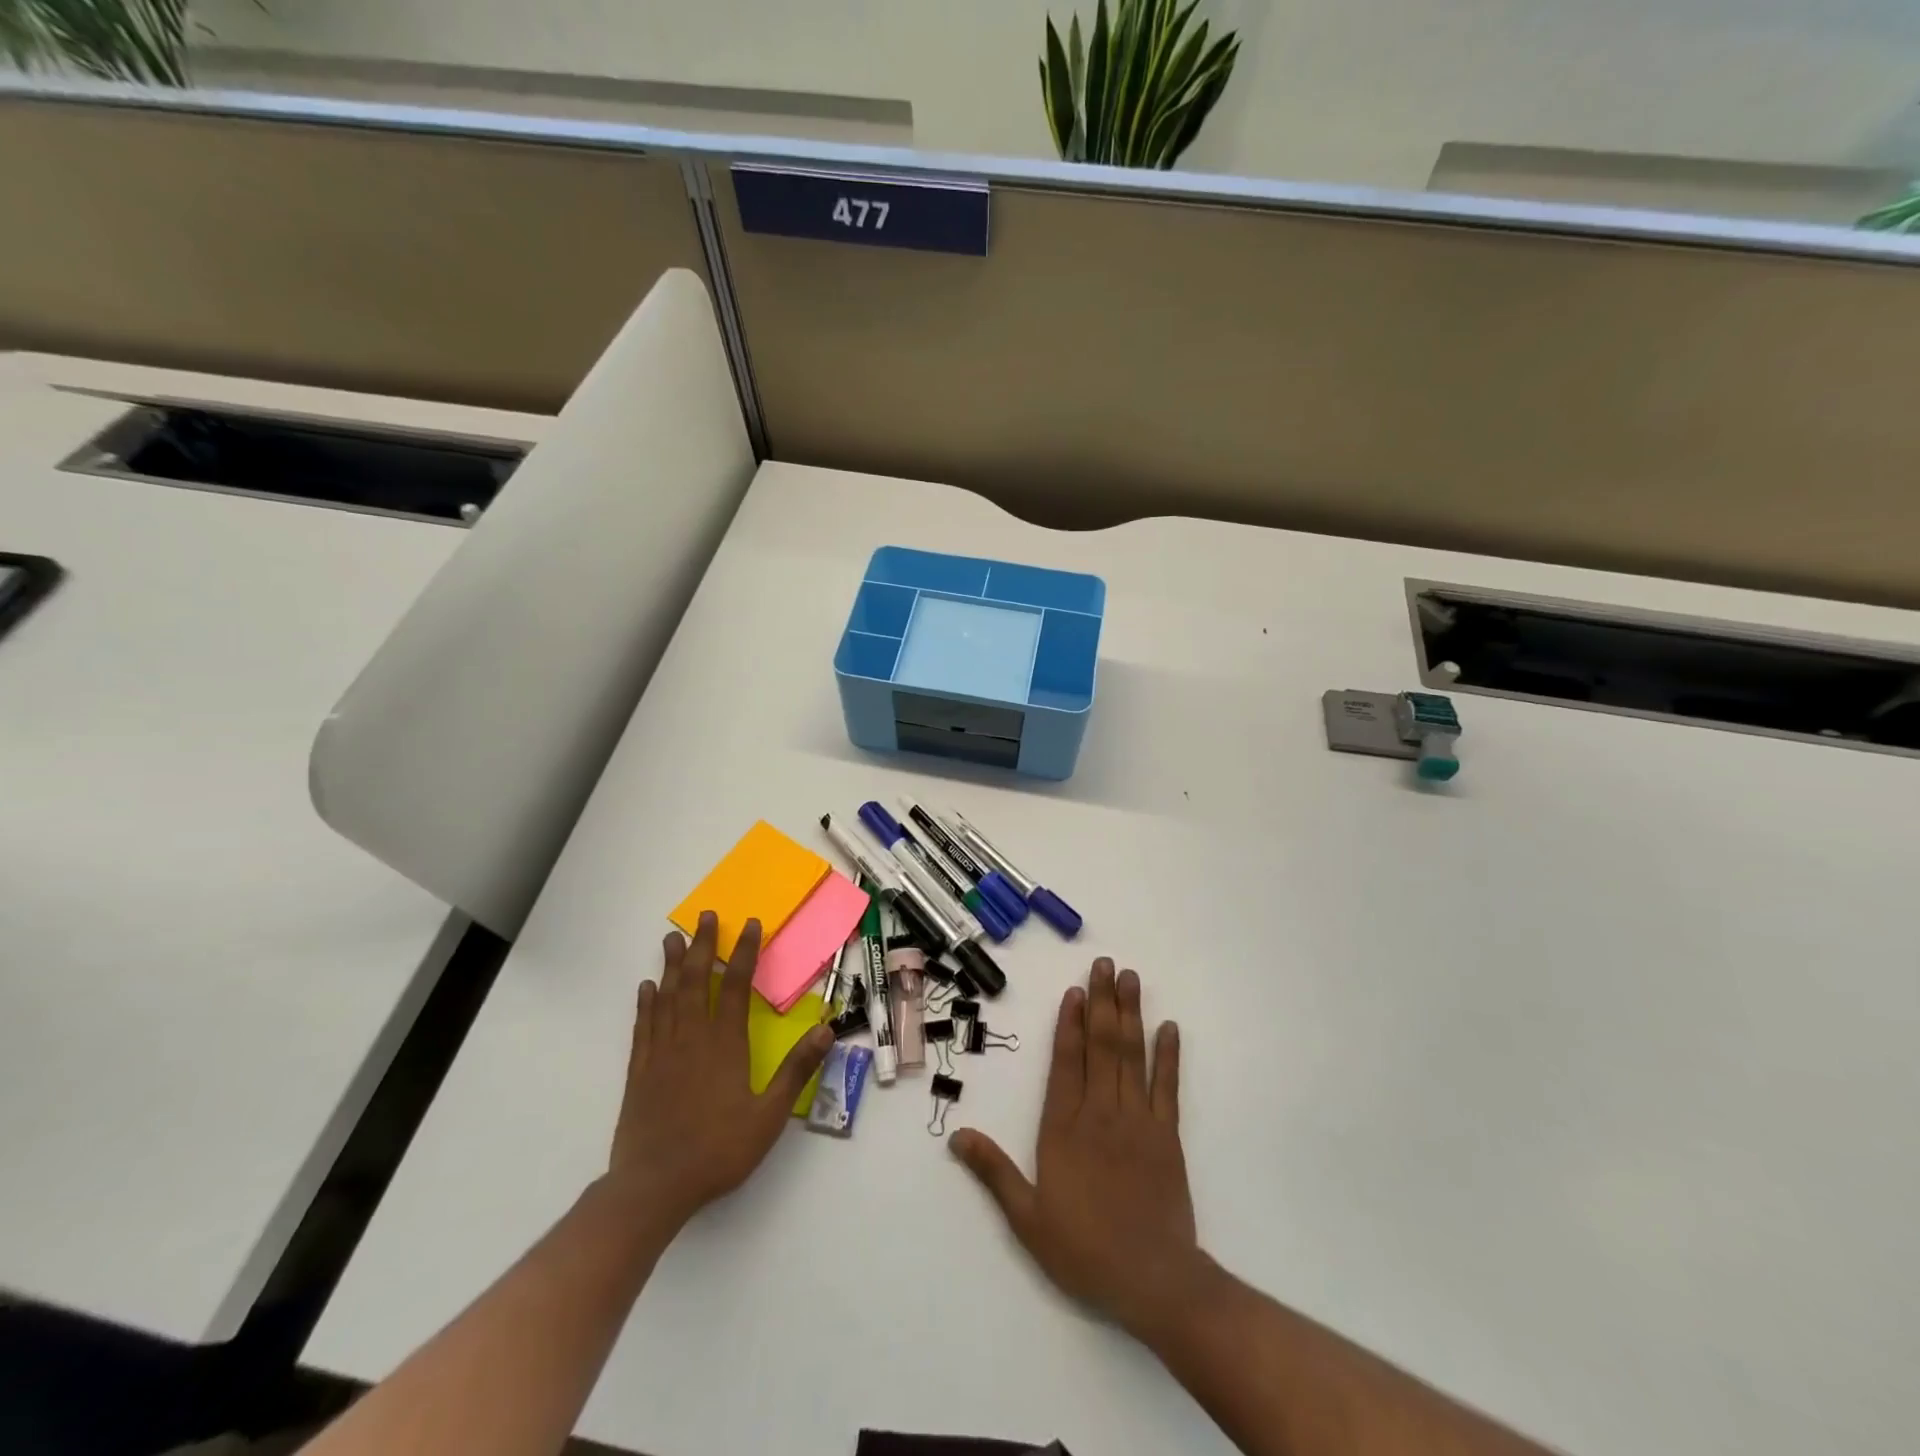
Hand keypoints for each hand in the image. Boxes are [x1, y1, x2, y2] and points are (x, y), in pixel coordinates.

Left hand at [608, 911, 832, 1232]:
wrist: (653, 1187)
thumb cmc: (717, 1151)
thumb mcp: (769, 1116)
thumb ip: (796, 1070)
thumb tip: (826, 1029)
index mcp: (725, 1045)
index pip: (737, 986)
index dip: (745, 953)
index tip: (750, 925)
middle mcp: (692, 1038)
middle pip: (698, 981)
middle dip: (703, 946)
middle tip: (705, 916)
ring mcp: (661, 1052)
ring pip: (667, 997)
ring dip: (672, 965)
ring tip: (673, 937)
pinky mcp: (639, 1071)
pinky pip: (643, 1026)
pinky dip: (646, 1003)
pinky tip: (646, 987)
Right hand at [951, 959, 1202, 1338]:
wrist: (1153, 1281)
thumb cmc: (1083, 1249)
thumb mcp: (1027, 1217)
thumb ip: (993, 1171)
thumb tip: (957, 1136)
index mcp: (1064, 1127)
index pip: (1066, 1061)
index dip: (1070, 1022)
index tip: (1074, 989)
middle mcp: (1100, 1112)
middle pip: (1101, 1045)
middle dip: (1102, 1001)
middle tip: (1104, 964)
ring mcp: (1138, 1120)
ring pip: (1132, 1055)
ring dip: (1130, 1013)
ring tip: (1129, 978)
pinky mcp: (1167, 1135)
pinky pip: (1168, 1086)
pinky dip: (1169, 1055)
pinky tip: (1169, 1027)